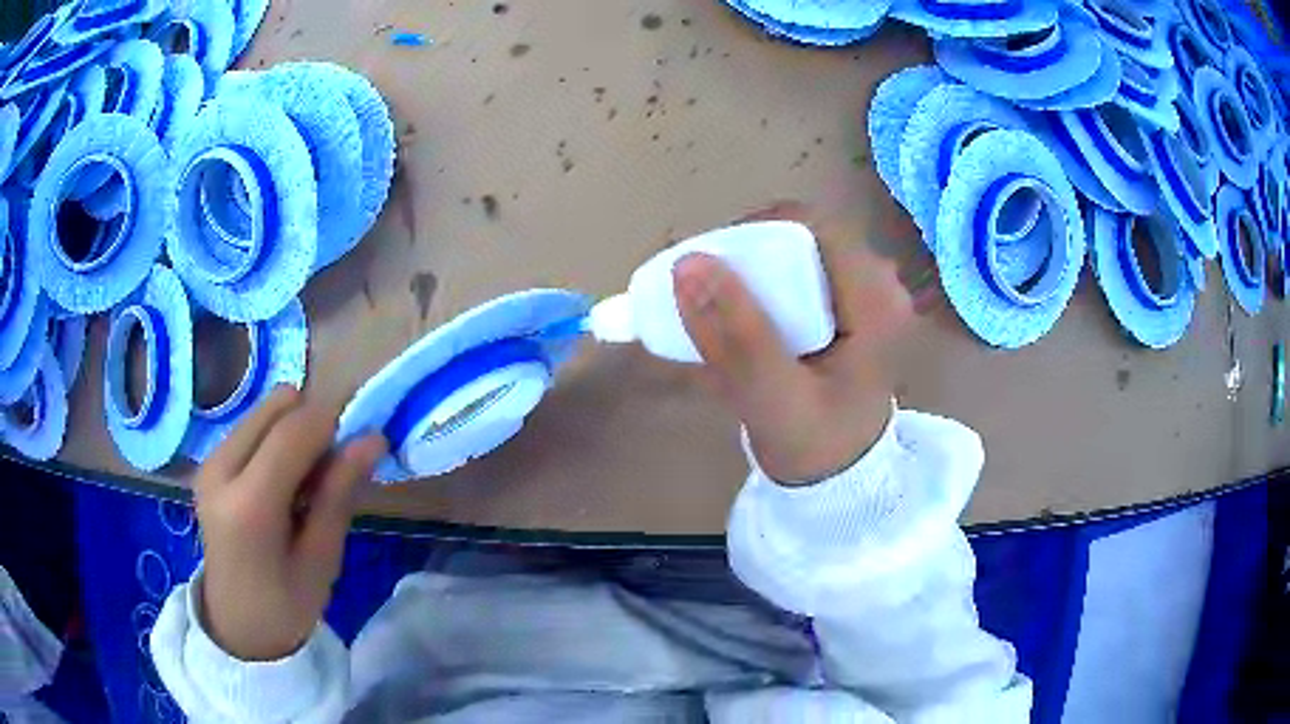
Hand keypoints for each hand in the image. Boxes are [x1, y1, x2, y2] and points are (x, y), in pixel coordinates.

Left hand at [193, 386, 386, 660]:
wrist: (235, 624)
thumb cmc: (286, 605)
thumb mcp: (322, 559)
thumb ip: (340, 494)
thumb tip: (373, 438)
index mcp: (249, 505)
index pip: (294, 430)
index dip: (334, 425)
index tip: (360, 446)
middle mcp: (221, 469)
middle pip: (278, 405)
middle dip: (312, 425)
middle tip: (327, 473)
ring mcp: (209, 461)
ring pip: (266, 409)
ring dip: (294, 431)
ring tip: (302, 481)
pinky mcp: (208, 460)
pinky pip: (252, 425)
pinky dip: (276, 440)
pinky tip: (280, 483)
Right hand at [675, 202, 915, 483]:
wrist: (840, 480)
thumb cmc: (816, 447)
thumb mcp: (774, 399)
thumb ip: (737, 336)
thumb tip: (688, 263)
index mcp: (876, 299)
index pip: (808, 228)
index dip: (750, 234)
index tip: (704, 268)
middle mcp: (877, 283)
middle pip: (798, 237)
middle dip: (742, 259)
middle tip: (698, 295)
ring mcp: (862, 292)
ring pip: (791, 253)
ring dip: (745, 275)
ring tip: (709, 312)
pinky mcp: (846, 304)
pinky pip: (794, 273)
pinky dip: (757, 290)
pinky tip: (734, 322)